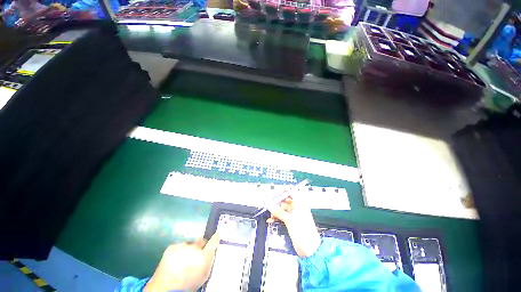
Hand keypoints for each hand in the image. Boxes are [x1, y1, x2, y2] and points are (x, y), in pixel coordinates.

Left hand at [144, 233, 219, 291]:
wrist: (165, 289)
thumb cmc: (188, 285)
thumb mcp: (203, 275)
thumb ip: (209, 261)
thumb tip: (213, 249)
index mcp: (203, 257)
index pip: (213, 242)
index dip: (215, 238)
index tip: (217, 234)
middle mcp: (194, 249)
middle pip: (200, 241)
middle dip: (199, 246)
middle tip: (195, 255)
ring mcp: (182, 247)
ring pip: (189, 244)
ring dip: (188, 249)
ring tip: (183, 260)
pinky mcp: (171, 247)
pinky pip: (178, 246)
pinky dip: (178, 251)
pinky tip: (175, 260)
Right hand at [267, 196, 321, 257]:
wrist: (309, 249)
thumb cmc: (304, 232)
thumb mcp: (289, 220)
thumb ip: (279, 212)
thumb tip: (270, 206)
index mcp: (300, 204)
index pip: (291, 192)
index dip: (283, 192)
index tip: (275, 193)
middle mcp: (297, 208)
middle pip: (285, 201)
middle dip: (277, 202)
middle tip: (270, 204)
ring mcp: (294, 215)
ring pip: (283, 209)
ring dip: (276, 211)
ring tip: (270, 214)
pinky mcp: (291, 222)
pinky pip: (282, 216)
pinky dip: (277, 217)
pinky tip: (271, 220)